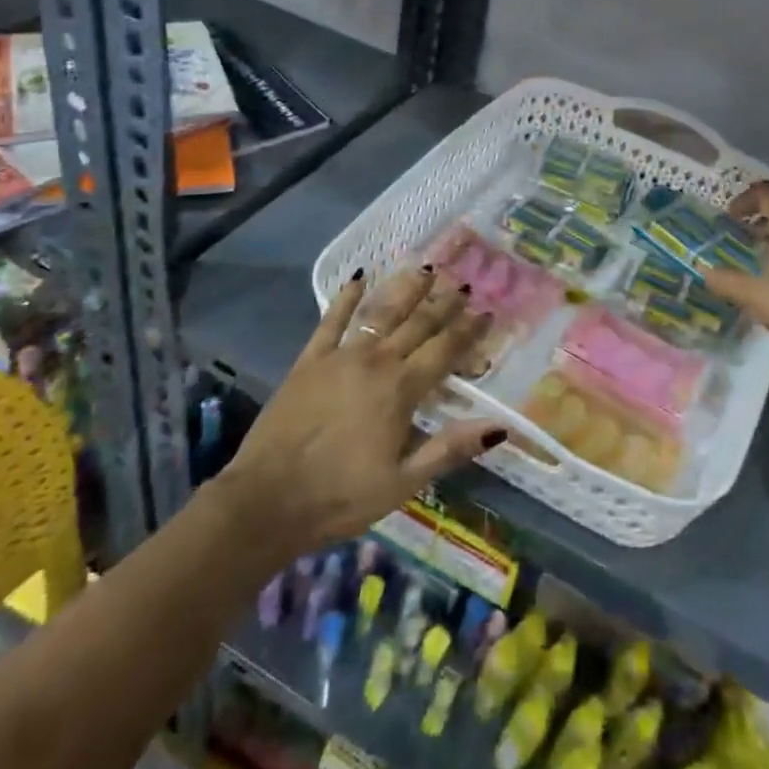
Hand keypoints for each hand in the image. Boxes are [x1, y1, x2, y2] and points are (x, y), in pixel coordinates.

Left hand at [217, 269, 505, 561]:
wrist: (268, 500)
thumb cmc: (342, 497)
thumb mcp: (404, 482)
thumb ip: (451, 448)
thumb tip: (500, 427)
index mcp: (402, 389)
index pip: (445, 350)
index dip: (468, 330)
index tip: (487, 310)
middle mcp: (377, 361)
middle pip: (417, 324)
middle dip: (444, 303)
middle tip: (463, 283)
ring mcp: (341, 356)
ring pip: (380, 312)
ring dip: (405, 289)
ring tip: (425, 268)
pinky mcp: (310, 360)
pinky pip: (331, 320)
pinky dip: (346, 297)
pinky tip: (358, 277)